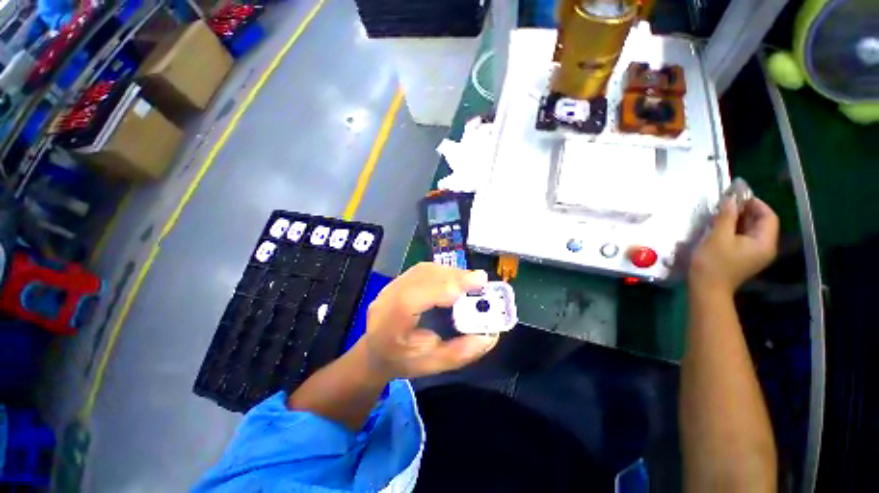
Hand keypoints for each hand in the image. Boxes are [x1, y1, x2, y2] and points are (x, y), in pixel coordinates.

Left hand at [357, 263, 498, 380]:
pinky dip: (441, 271)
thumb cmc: (401, 361)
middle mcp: (389, 295)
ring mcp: (390, 285)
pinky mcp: (397, 281)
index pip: (421, 293)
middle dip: (455, 276)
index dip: (450, 284)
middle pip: (424, 275)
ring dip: (449, 272)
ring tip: (469, 280)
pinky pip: (421, 270)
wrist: (374, 353)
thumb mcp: (432, 364)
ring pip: (424, 269)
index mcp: (393, 318)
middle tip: (480, 280)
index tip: (479, 281)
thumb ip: (462, 352)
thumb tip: (490, 335)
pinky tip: (453, 278)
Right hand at [689, 197, 779, 294]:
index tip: (736, 196)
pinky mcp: (745, 257)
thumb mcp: (717, 237)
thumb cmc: (713, 263)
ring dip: (739, 219)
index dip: (755, 203)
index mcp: (764, 242)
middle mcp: (765, 247)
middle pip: (762, 222)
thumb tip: (730, 199)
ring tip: (722, 214)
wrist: (707, 288)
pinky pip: (745, 238)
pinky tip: (722, 227)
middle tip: (727, 204)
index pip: (768, 216)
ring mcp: (756, 254)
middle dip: (746, 211)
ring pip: (752, 230)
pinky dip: (736, 229)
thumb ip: (726, 216)